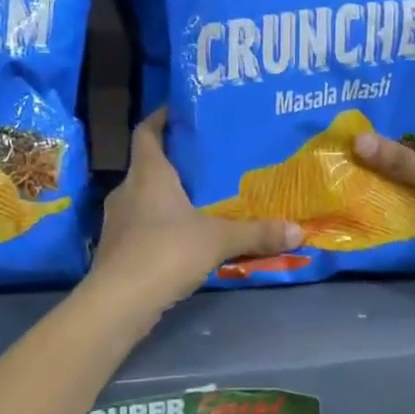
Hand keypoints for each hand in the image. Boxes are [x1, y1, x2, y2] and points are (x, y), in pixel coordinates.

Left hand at [92, 110, 301, 311]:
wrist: (118, 303)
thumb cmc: (166, 252)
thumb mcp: (218, 240)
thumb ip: (256, 233)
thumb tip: (298, 231)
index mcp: (148, 174)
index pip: (146, 132)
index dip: (160, 118)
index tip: (178, 111)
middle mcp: (127, 190)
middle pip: (147, 165)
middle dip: (174, 162)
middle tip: (206, 160)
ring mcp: (117, 221)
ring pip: (144, 197)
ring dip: (166, 196)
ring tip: (200, 199)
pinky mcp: (115, 248)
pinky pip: (141, 225)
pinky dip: (160, 225)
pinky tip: (183, 237)